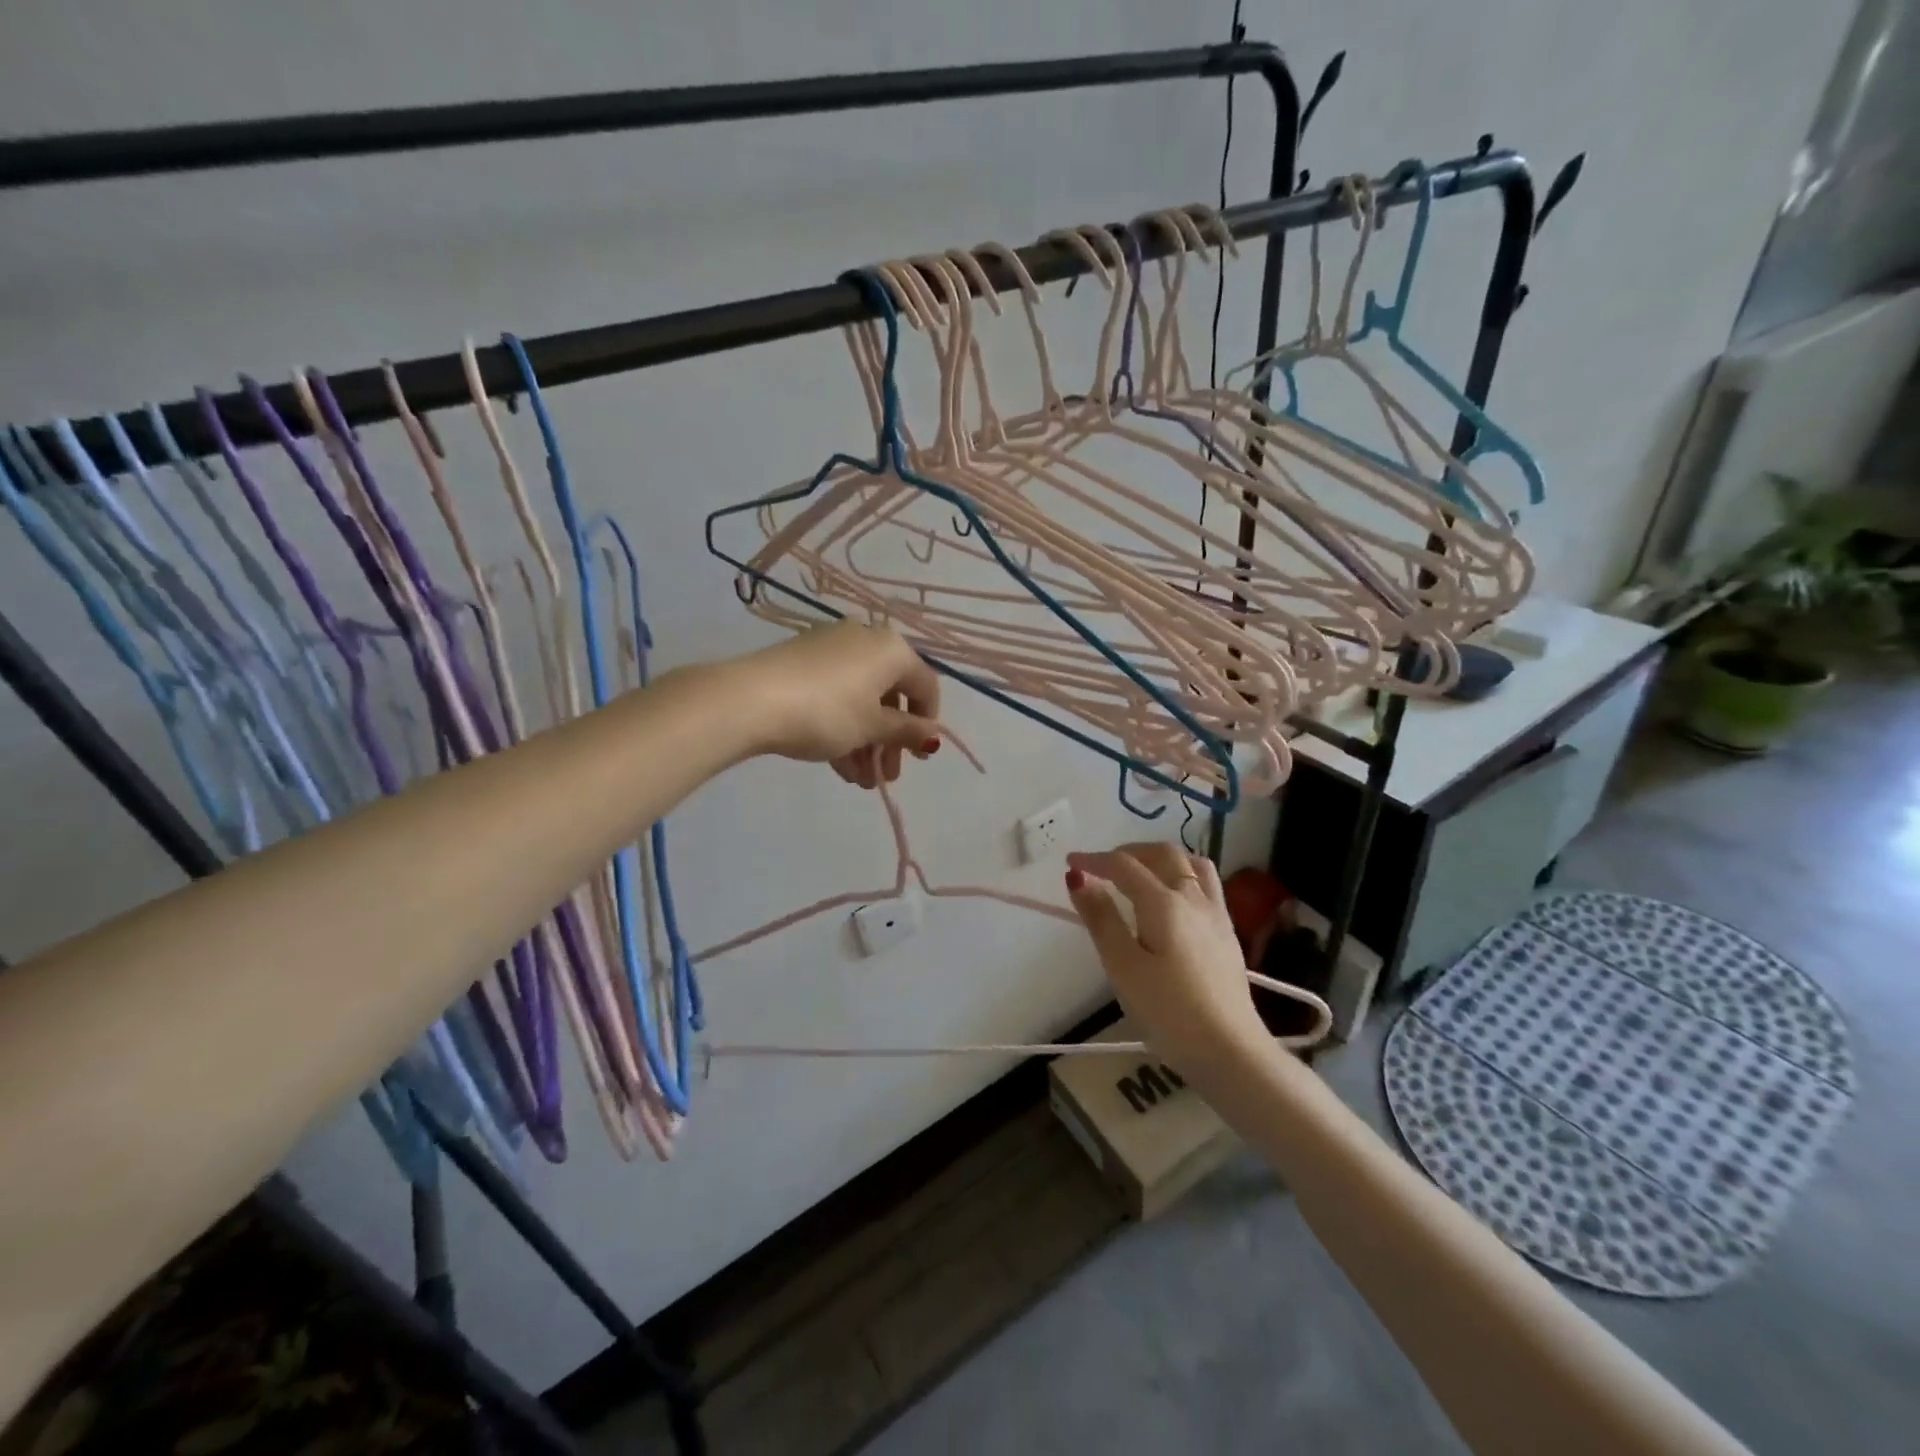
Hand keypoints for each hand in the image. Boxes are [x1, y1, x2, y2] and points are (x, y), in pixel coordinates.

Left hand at [732, 622, 941, 787]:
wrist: (750, 700)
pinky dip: (843, 728)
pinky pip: (835, 696)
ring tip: (860, 781)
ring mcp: (831, 649)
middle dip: (890, 740)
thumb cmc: (827, 713)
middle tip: (887, 775)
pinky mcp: (802, 662)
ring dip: (866, 742)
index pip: (925, 685)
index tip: (919, 757)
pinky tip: (839, 766)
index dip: (927, 723)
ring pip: (861, 699)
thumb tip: (933, 736)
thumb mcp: (872, 727)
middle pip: (890, 695)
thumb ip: (907, 731)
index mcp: (891, 649)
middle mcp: (865, 640)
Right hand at [1065, 842, 1266, 1075]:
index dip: (1094, 860)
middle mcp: (1193, 898)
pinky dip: (1181, 875)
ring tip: (1140, 874)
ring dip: (1160, 859)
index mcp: (1163, 903)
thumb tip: (1078, 879)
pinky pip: (1205, 884)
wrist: (1231, 1052)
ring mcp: (1215, 914)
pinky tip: (1172, 901)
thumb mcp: (1123, 967)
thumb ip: (1101, 919)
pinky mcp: (1227, 934)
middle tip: (1102, 867)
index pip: (1124, 865)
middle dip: (1128, 852)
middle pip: (1162, 854)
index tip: (1070, 863)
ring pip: (1190, 864)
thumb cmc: (1168, 1013)